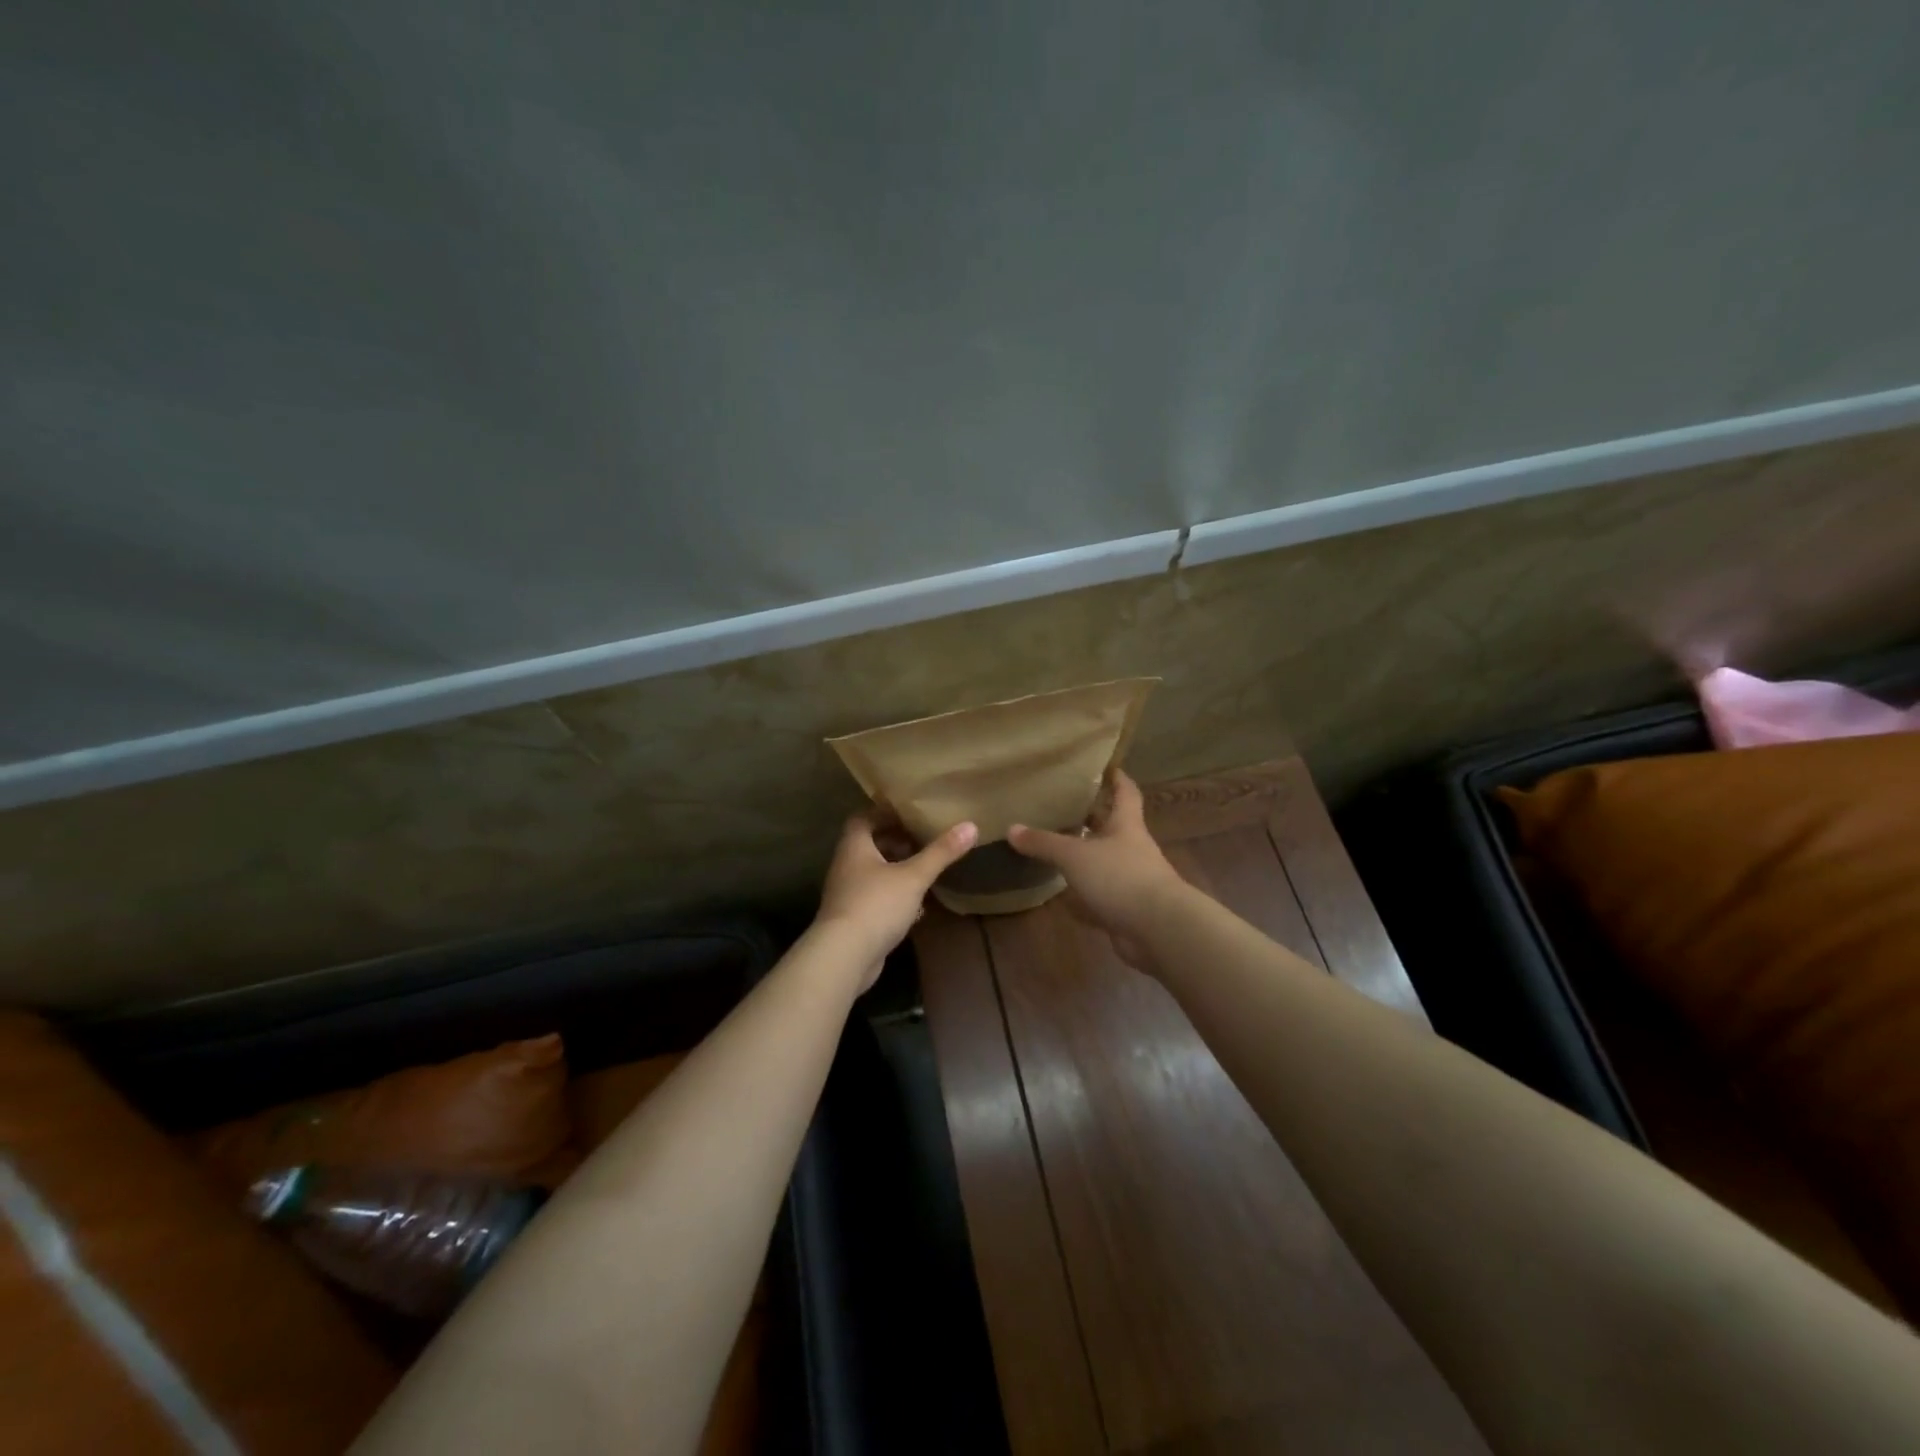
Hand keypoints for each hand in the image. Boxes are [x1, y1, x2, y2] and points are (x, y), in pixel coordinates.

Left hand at [814, 813, 978, 984]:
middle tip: (921, 840)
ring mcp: (846, 894)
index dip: (884, 814)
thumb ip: (940, 853)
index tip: (908, 813)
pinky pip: (874, 897)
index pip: (863, 818)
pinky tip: (915, 904)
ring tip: (922, 869)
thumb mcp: (914, 876)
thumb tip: (971, 825)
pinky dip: (893, 895)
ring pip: (872, 873)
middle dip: (894, 842)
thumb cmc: (877, 904)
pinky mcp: (852, 919)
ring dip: (894, 869)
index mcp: (854, 847)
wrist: (844, 956)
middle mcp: (845, 866)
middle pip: (868, 845)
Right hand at [1008, 771, 1183, 970]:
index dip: (1116, 777)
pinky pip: (1103, 892)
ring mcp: (1134, 879)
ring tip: (1058, 846)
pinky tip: (1064, 894)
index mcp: (1127, 825)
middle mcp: (1133, 847)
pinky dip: (1085, 892)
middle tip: (1064, 804)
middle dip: (1092, 816)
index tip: (1103, 765)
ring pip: (1106, 859)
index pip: (1126, 792)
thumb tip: (1012, 828)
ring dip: (1087, 854)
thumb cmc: (1120, 877)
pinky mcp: (1128, 906)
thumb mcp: (1075, 855)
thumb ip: (1044, 842)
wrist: (1159, 928)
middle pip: (1113, 825)